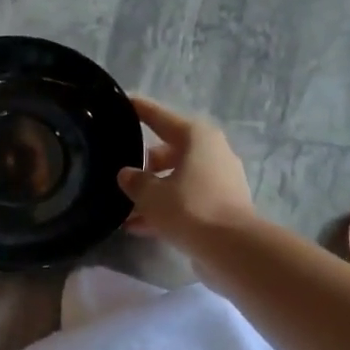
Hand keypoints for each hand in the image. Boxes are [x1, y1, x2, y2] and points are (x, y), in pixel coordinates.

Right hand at [118, 97, 256, 245]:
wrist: (231, 247)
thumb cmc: (189, 208)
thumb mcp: (151, 194)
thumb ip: (135, 181)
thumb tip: (127, 174)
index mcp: (196, 137)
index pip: (160, 117)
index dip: (139, 110)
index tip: (122, 102)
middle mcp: (211, 152)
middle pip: (168, 151)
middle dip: (143, 163)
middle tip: (118, 172)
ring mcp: (219, 180)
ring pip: (176, 179)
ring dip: (152, 192)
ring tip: (123, 207)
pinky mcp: (221, 206)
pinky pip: (185, 201)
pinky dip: (165, 210)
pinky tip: (138, 227)